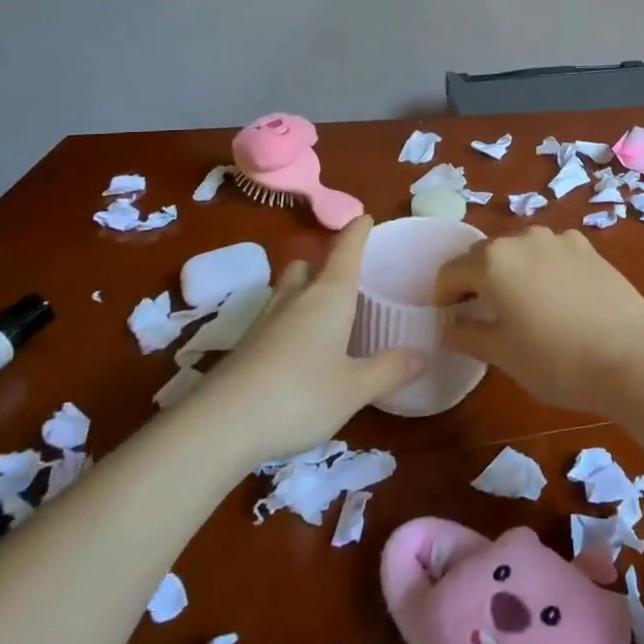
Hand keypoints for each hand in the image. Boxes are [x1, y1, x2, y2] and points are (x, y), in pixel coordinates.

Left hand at [210, 216, 424, 458]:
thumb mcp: (355, 388)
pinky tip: (296, 352)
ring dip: (302, 292)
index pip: (346, 249)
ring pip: (285, 291)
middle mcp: (296, 298)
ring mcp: (264, 321)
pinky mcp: (243, 348)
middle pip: (307, 265)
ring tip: (322, 315)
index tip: (366, 217)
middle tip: (343, 281)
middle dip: (323, 265)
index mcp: (329, 295)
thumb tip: (423, 354)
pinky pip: (272, 320)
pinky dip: (287, 323)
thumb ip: (390, 369)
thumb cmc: (300, 395)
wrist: (219, 426)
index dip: (358, 231)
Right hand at [433, 226, 643, 413]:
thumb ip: (468, 334)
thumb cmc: (556, 360)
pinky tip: (557, 298)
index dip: (442, 296)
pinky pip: (552, 253)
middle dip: (476, 281)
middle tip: (479, 314)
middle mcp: (523, 239)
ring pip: (521, 251)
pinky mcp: (588, 247)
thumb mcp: (503, 354)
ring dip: (511, 272)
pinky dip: (543, 269)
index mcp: (493, 261)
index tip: (447, 319)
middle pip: (485, 256)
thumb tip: (450, 328)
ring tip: (520, 305)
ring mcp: (559, 239)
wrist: (631, 355)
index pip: (451, 271)